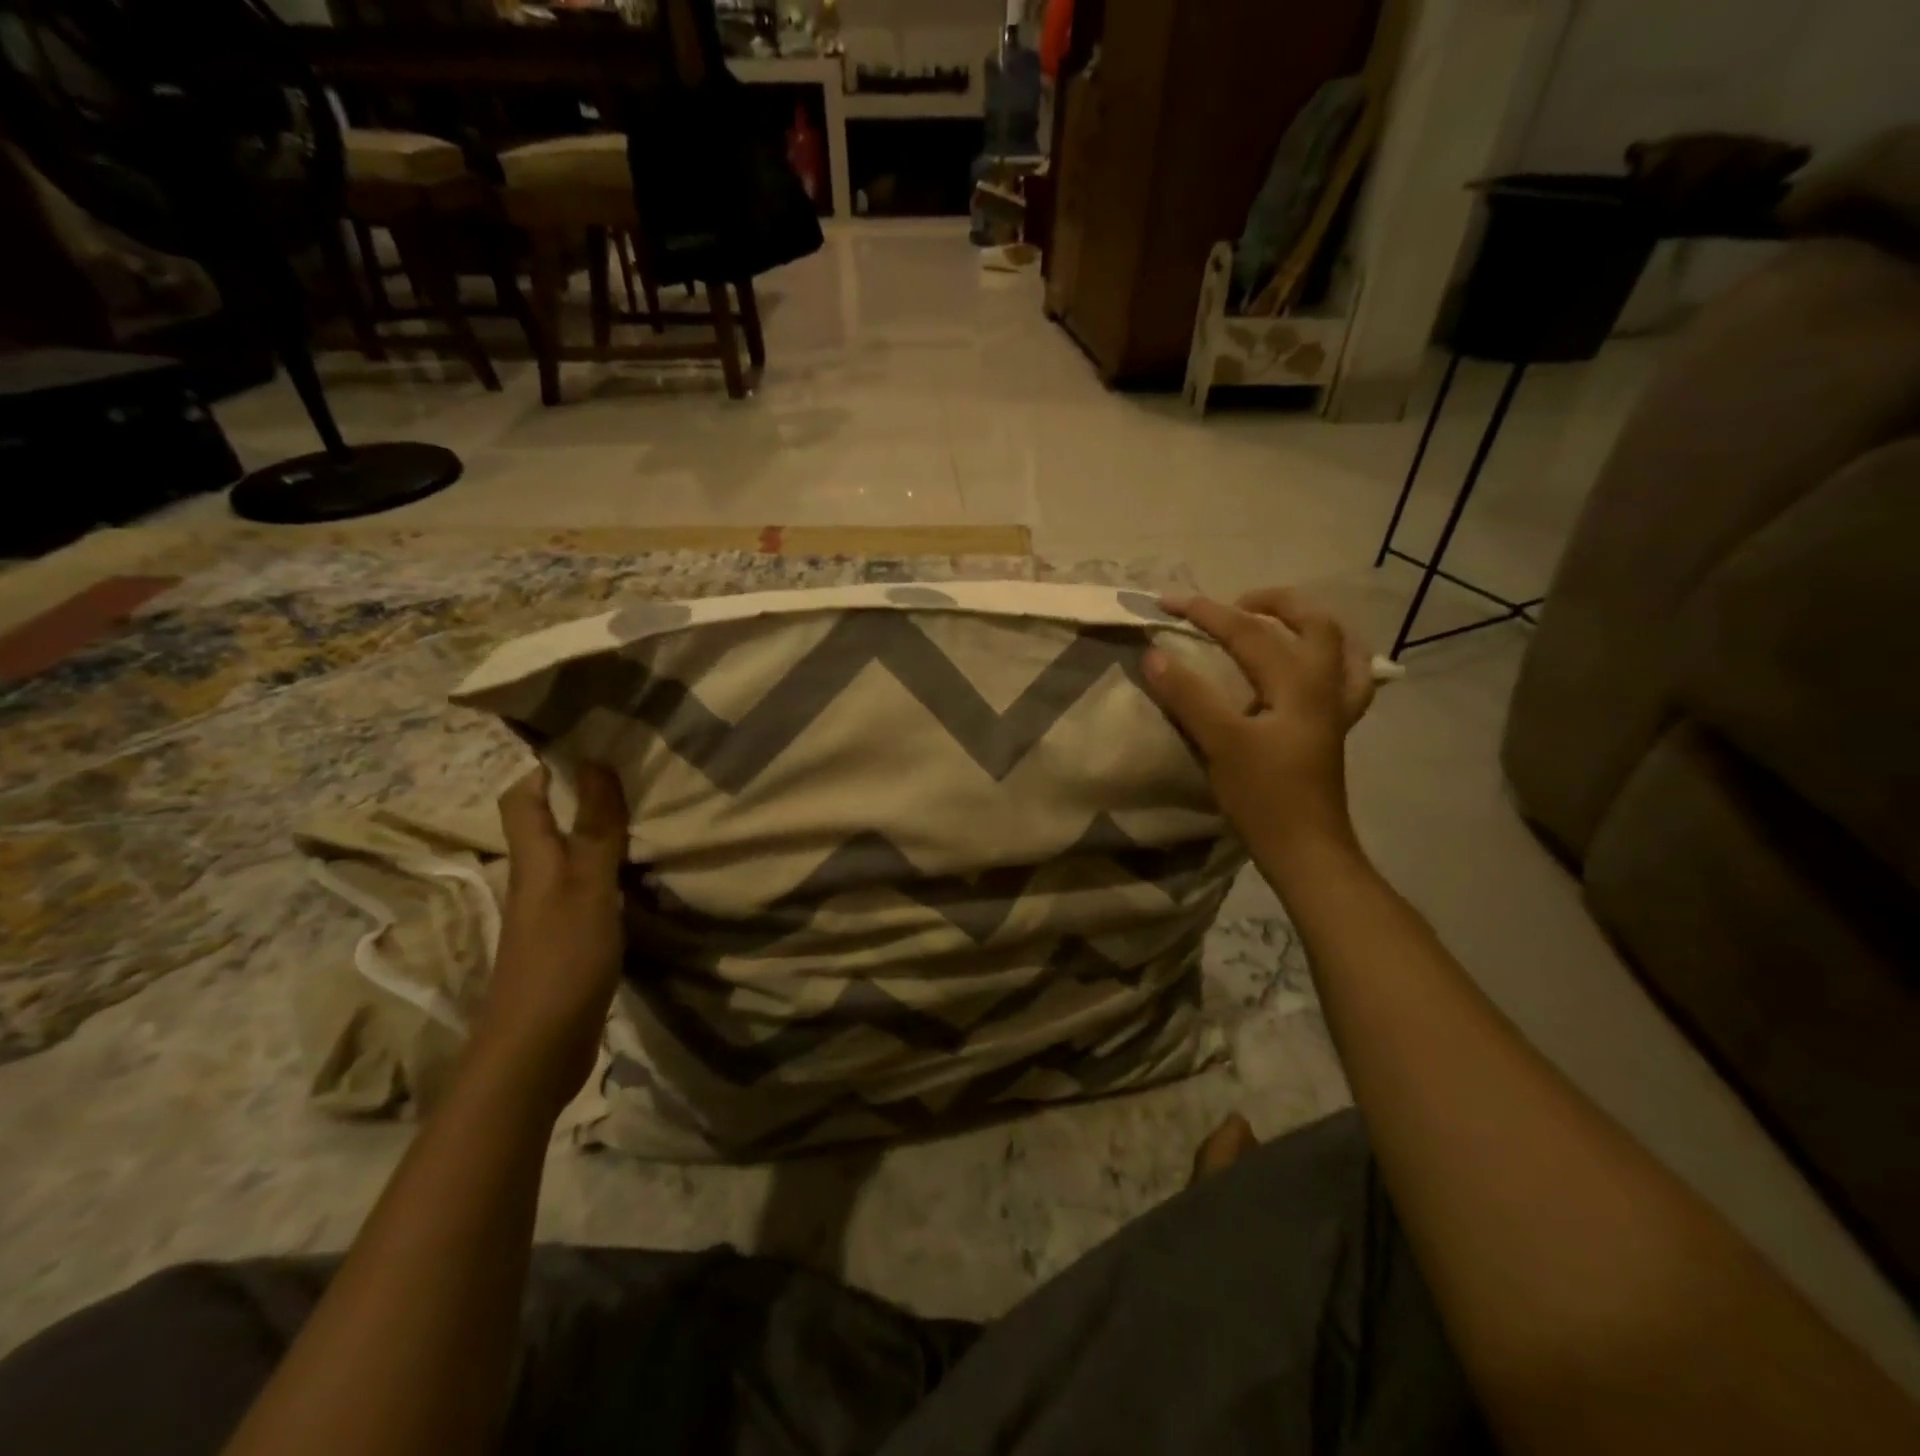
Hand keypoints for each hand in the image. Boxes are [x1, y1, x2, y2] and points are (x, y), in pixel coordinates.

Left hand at [467, 763, 629, 1115]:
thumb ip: (594, 830)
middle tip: (634, 774)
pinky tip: (642, 875)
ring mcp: (551, 915)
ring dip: (600, 834)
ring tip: (647, 815)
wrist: (537, 1052)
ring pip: (572, 858)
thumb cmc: (561, 961)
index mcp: (533, 863)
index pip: (521, 800)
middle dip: (580, 795)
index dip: (543, 768)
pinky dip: (612, 874)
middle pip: (547, 826)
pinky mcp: (570, 943)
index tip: (589, 743)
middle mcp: (536, 882)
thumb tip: (595, 763)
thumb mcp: (586, 889)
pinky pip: (590, 892)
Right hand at [1143, 589, 1374, 876]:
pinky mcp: (1332, 730)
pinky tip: (1306, 668)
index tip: (1167, 603)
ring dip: (1307, 625)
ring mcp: (1336, 708)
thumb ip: (1189, 696)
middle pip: (1315, 622)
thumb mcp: (1221, 744)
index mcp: (1299, 683)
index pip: (1250, 632)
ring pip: (1339, 646)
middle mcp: (1325, 685)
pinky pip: (1344, 679)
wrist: (1305, 850)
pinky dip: (1328, 660)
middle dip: (1273, 603)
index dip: (1206, 613)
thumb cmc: (1265, 797)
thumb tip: (1154, 655)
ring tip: (1274, 624)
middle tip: (1232, 606)